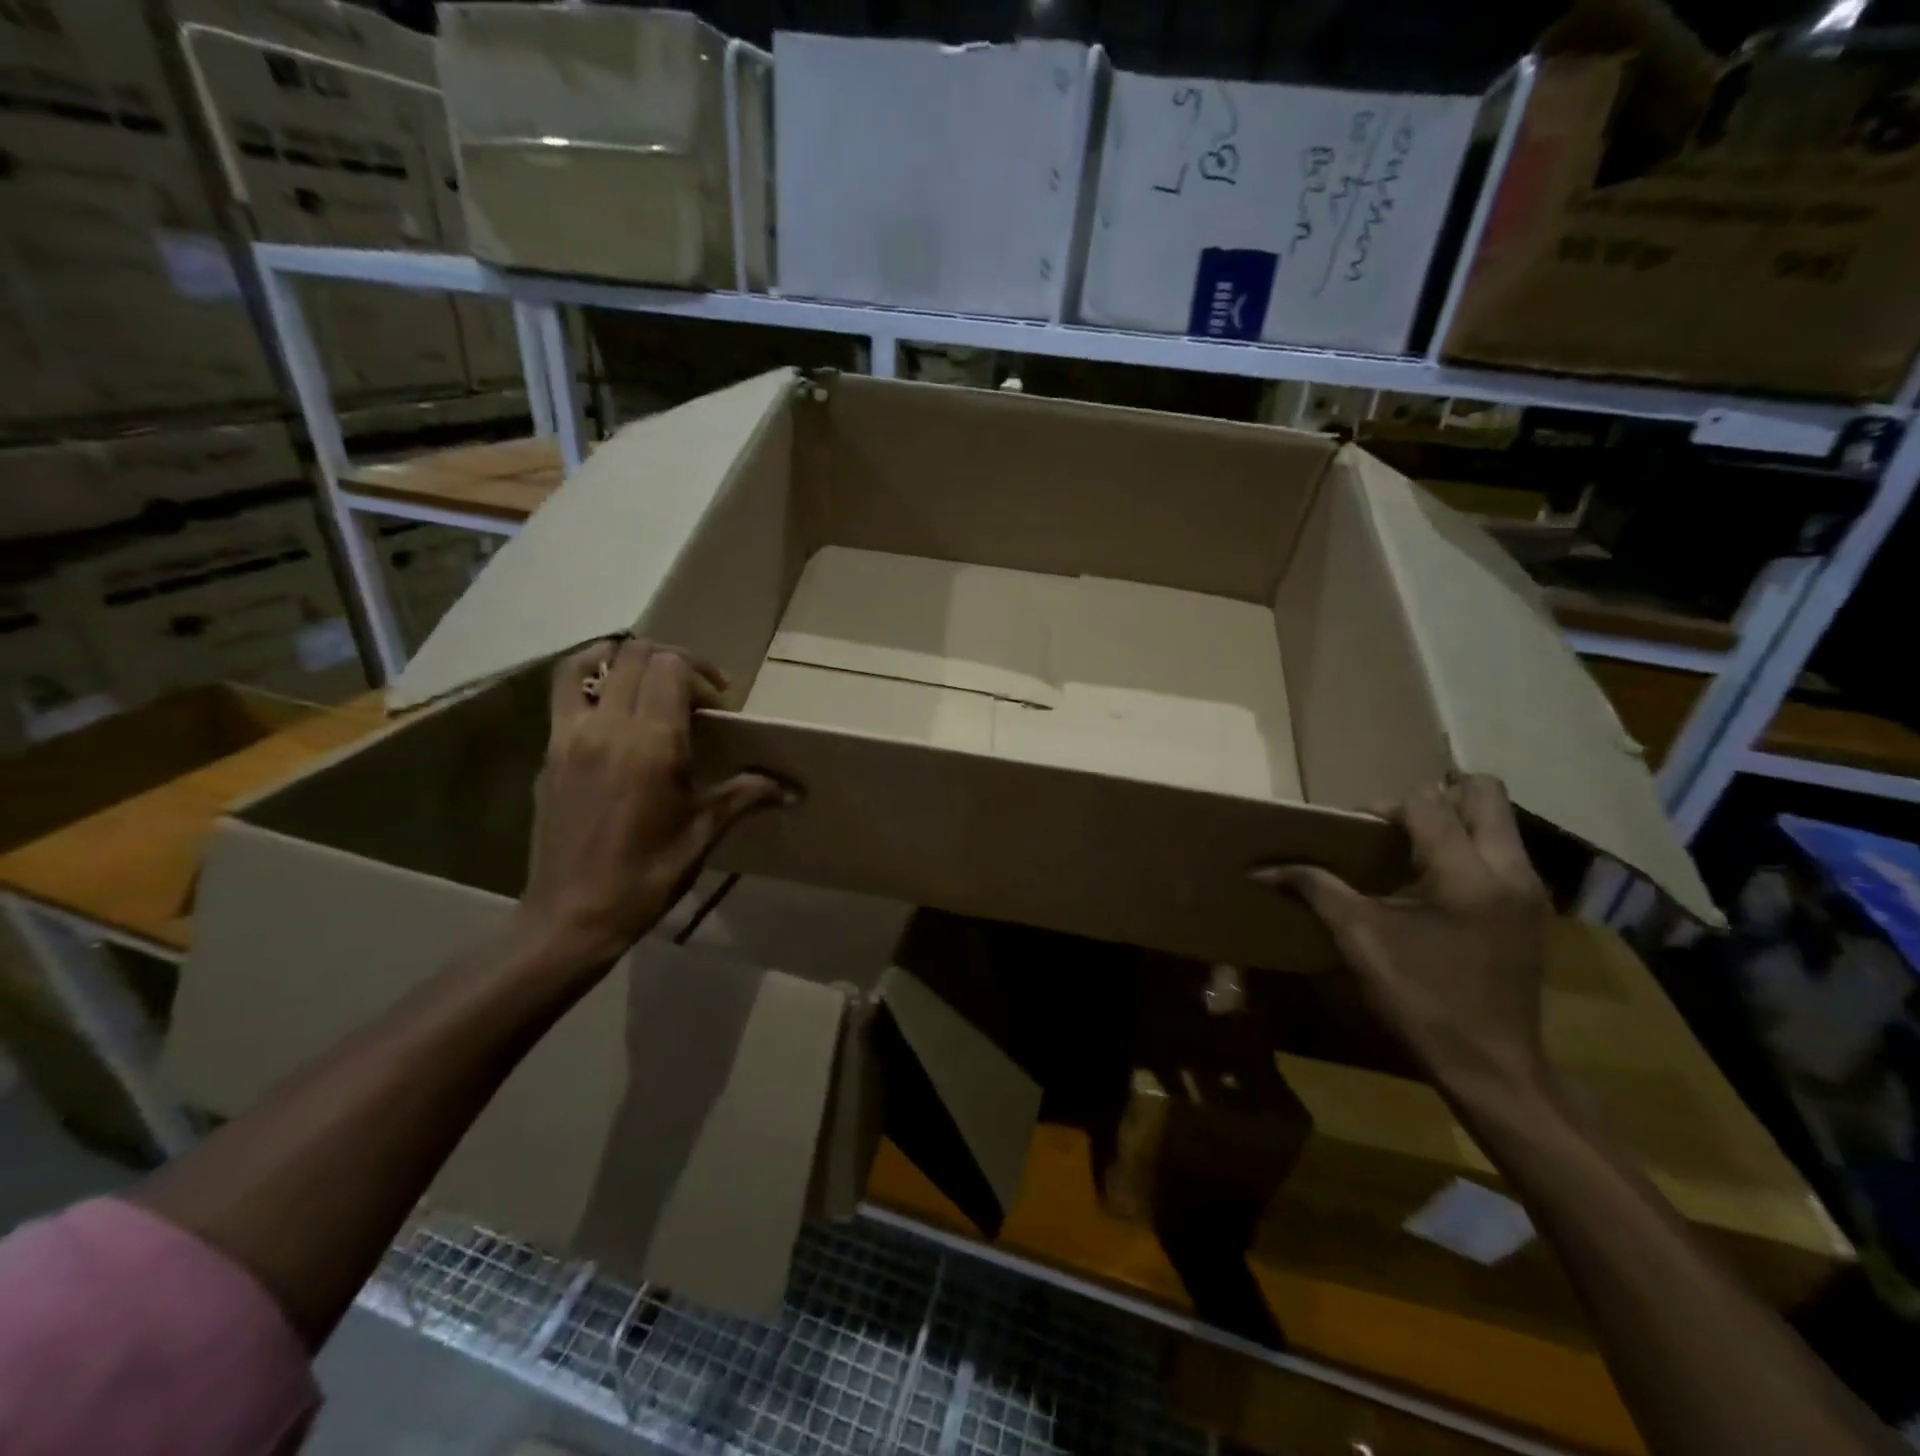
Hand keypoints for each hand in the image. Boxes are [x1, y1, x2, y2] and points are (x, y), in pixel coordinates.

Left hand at [518, 638, 791, 968]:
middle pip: (635, 654)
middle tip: (694, 694)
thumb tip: (793, 790)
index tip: (718, 709)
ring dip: (622, 659)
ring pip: (587, 663)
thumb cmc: (647, 876)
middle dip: (672, 661)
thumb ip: (745, 795)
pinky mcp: (548, 753)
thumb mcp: (703, 833)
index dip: (701, 675)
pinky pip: (565, 694)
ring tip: (647, 683)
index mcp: (650, 742)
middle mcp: (606, 726)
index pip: (671, 667)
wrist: (572, 916)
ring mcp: (568, 736)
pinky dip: (591, 682)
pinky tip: (615, 715)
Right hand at [1255, 775, 1552, 1099]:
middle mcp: (1511, 870)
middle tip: (1397, 824)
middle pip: (1484, 792)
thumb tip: (1262, 870)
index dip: (1385, 807)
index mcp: (1467, 874)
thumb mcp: (1360, 940)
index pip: (1428, 804)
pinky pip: (1504, 853)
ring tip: (1411, 850)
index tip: (1356, 831)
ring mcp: (1530, 891)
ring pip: (1499, 821)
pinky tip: (1435, 885)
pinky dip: (1470, 849)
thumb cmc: (1421, 1000)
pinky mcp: (1534, 911)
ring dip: (1455, 821)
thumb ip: (1316, 890)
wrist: (1493, 1068)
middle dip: (1436, 796)